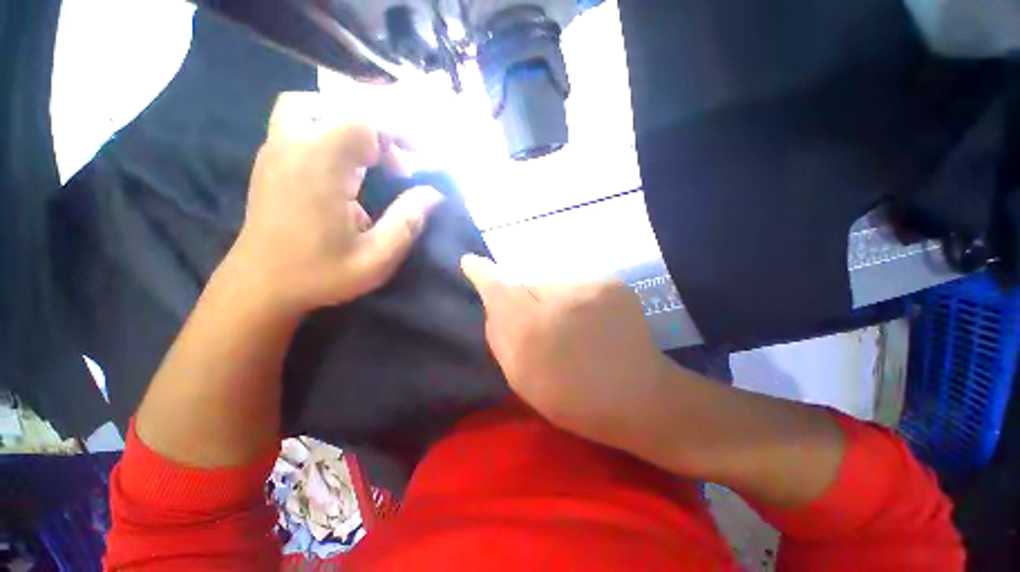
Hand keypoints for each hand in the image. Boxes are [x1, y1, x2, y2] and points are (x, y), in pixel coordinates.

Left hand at [229, 92, 443, 314]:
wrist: (259, 286)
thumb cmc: (319, 275)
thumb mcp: (376, 258)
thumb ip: (407, 221)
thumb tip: (434, 193)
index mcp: (320, 167)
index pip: (363, 121)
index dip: (399, 133)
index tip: (422, 159)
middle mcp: (293, 147)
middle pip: (341, 108)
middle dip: (379, 131)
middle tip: (398, 167)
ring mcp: (276, 150)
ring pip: (315, 108)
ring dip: (350, 125)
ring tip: (373, 158)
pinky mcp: (271, 161)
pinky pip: (301, 124)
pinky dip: (331, 133)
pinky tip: (347, 168)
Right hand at [460, 255, 671, 449]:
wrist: (640, 396)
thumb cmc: (574, 399)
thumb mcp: (522, 379)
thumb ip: (500, 337)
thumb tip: (494, 305)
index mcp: (533, 331)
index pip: (499, 288)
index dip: (482, 273)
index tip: (470, 261)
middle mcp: (560, 299)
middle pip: (525, 281)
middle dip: (523, 297)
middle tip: (537, 321)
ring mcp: (590, 286)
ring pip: (551, 280)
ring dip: (550, 296)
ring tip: (567, 322)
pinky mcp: (612, 282)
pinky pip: (575, 282)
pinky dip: (573, 296)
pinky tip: (587, 318)